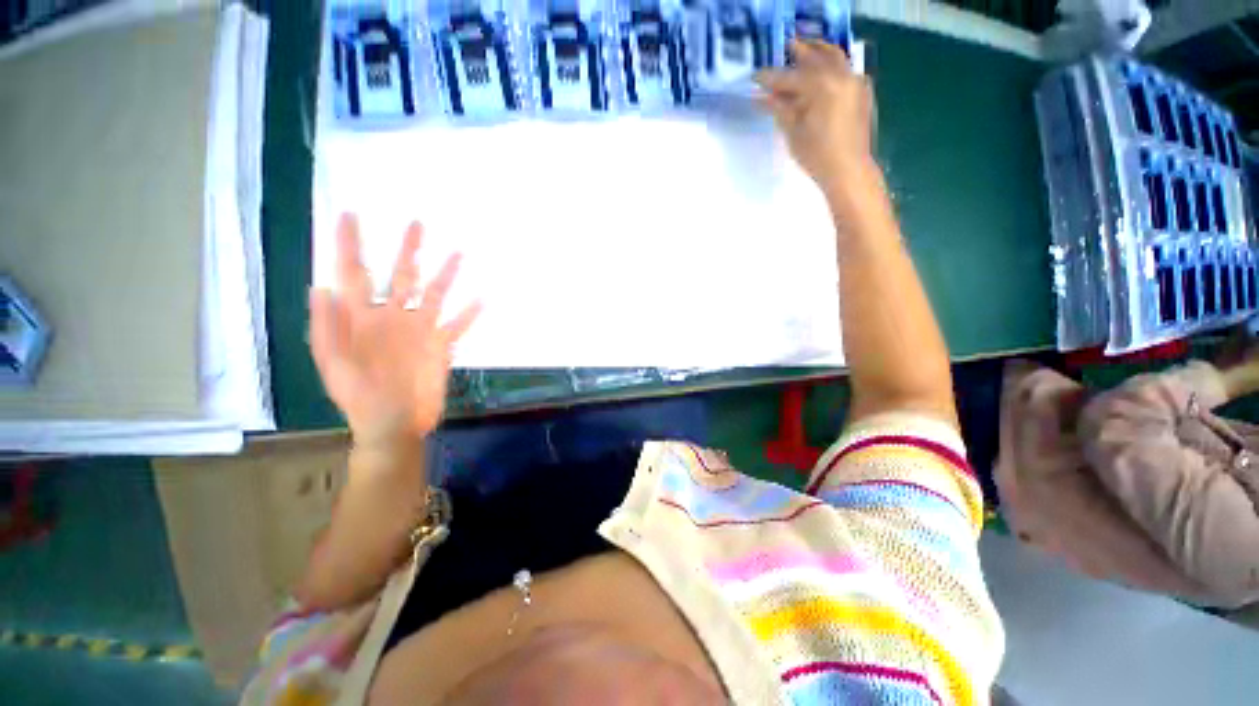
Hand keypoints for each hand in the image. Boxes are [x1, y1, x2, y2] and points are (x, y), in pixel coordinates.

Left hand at [309, 214, 480, 447]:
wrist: (393, 423)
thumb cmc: (359, 396)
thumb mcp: (334, 364)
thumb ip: (327, 327)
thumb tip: (322, 286)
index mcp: (362, 318)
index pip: (353, 273)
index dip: (349, 245)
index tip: (350, 215)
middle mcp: (393, 317)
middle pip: (402, 276)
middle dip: (407, 250)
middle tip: (417, 224)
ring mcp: (420, 330)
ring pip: (436, 295)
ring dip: (447, 275)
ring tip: (459, 253)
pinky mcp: (441, 346)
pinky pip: (459, 325)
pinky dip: (471, 313)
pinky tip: (483, 298)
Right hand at [756, 40, 876, 193]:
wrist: (848, 170)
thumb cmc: (817, 155)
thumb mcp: (793, 132)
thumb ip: (779, 109)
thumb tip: (761, 98)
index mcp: (821, 86)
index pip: (790, 77)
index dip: (771, 78)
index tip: (755, 77)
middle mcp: (841, 76)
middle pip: (815, 57)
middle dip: (798, 54)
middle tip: (784, 50)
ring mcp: (855, 81)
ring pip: (834, 58)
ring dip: (818, 53)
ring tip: (804, 52)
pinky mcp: (862, 91)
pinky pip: (845, 69)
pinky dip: (831, 65)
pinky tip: (822, 72)